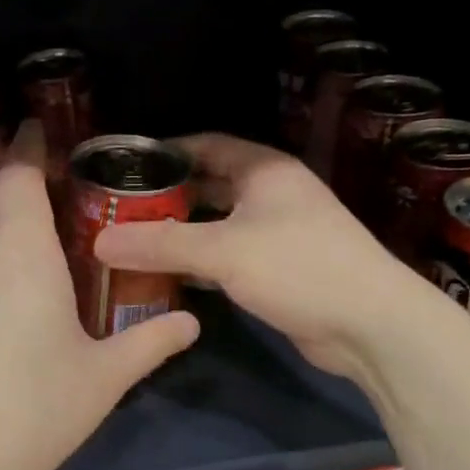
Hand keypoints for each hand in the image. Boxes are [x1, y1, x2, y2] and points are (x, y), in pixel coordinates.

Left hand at [0, 123, 199, 469]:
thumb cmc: (34, 412)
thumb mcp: (103, 378)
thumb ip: (151, 343)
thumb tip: (193, 324)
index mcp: (24, 252)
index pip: (19, 174)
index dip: (28, 146)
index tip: (37, 132)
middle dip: (7, 183)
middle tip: (34, 199)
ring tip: (3, 241)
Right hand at [93, 134, 423, 385]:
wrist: (370, 324)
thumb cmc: (298, 267)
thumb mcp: (223, 251)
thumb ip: (160, 244)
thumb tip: (99, 242)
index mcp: (264, 170)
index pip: (206, 145)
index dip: (166, 152)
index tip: (126, 167)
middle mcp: (272, 194)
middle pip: (210, 186)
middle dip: (168, 197)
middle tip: (120, 211)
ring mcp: (279, 233)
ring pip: (218, 225)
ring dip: (182, 234)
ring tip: (133, 243)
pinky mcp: (280, 270)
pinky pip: (229, 257)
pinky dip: (200, 264)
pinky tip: (168, 277)